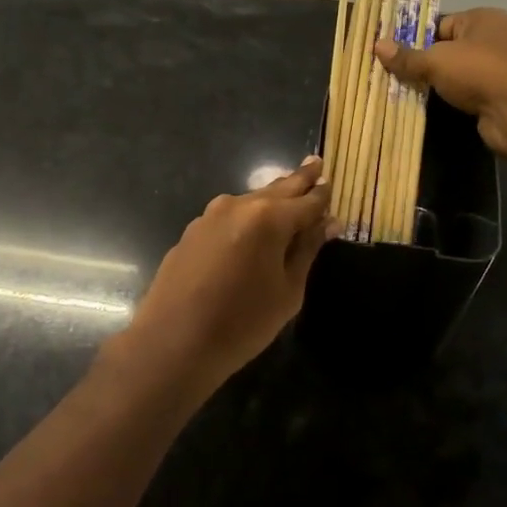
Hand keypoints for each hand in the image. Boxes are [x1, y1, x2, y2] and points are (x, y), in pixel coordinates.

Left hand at [113, 157, 332, 395]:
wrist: (173, 342)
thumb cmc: (242, 323)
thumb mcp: (287, 290)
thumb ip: (307, 250)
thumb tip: (327, 222)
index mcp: (268, 218)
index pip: (307, 201)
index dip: (322, 195)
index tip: (332, 184)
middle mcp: (237, 205)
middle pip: (277, 189)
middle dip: (299, 180)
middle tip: (315, 163)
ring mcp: (209, 216)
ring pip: (250, 201)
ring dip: (270, 199)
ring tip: (287, 193)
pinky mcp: (191, 232)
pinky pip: (228, 217)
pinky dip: (246, 217)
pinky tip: (252, 228)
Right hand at [377, 7, 506, 154]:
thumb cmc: (478, 71)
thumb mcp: (435, 61)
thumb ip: (407, 56)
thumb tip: (376, 45)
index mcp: (482, 18)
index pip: (441, 24)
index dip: (418, 39)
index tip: (396, 56)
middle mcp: (493, 37)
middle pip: (448, 47)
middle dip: (425, 62)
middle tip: (397, 74)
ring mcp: (498, 66)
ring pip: (457, 71)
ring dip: (438, 81)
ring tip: (410, 90)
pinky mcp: (497, 92)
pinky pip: (466, 90)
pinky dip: (452, 96)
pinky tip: (434, 104)